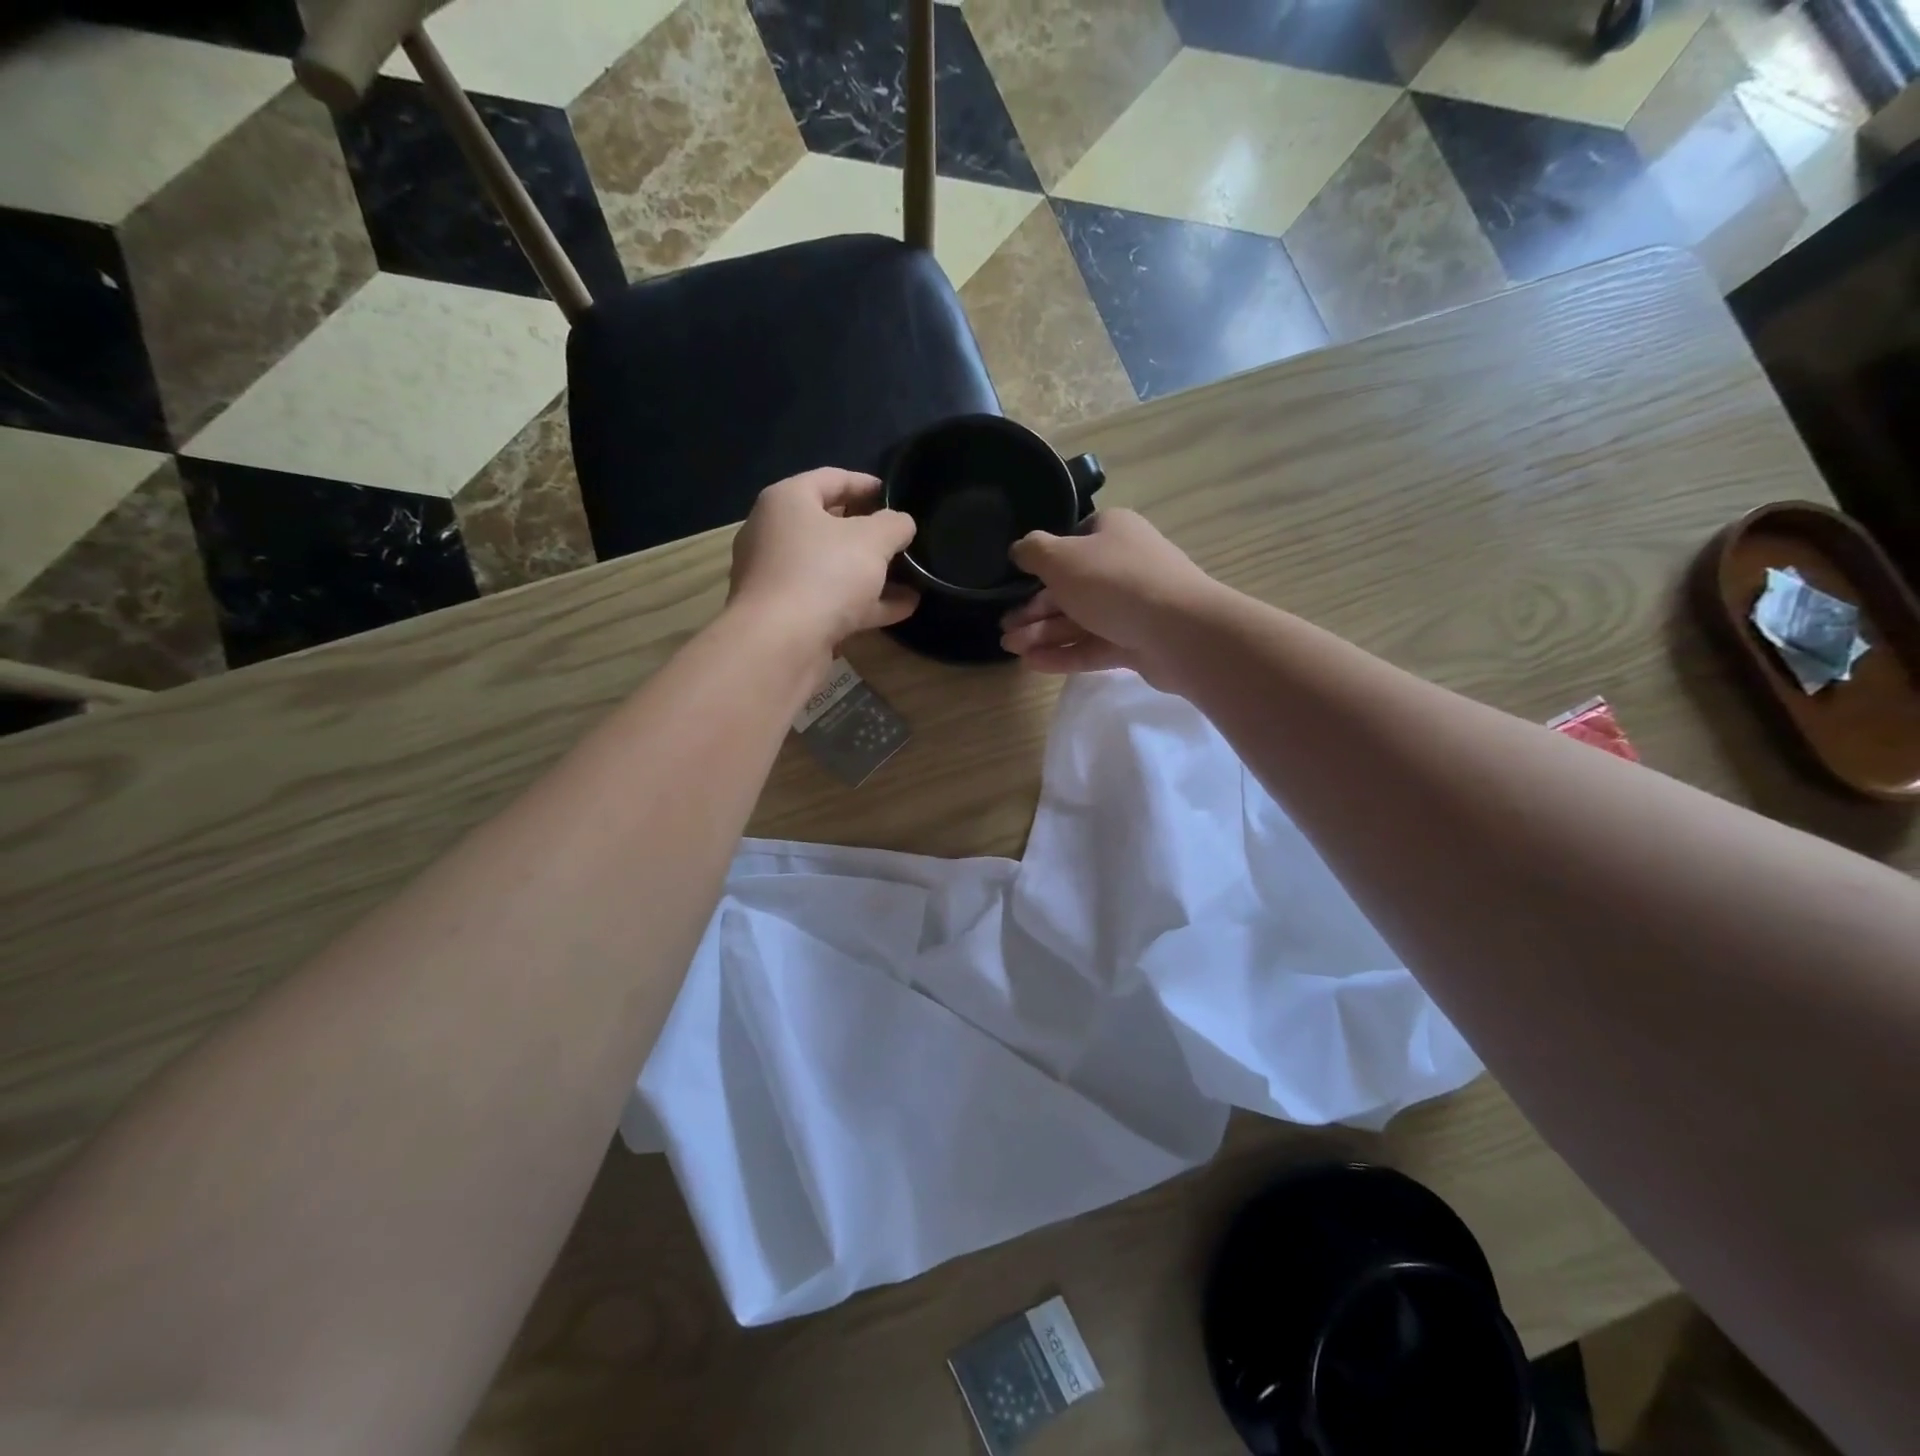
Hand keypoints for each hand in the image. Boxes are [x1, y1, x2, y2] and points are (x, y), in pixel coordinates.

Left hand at [728, 469, 918, 656]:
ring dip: (872, 573)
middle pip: (829, 526)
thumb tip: (901, 523)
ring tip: (912, 577)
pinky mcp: (787, 616)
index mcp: (787, 502)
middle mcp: (775, 535)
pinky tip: (903, 608)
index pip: (831, 479)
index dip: (867, 484)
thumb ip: (893, 525)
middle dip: (870, 534)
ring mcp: (779, 579)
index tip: (897, 495)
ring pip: (833, 568)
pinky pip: (832, 601)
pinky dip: (865, 603)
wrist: (780, 645)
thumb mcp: (872, 540)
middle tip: (902, 538)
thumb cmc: (824, 574)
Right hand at [999, 509, 1220, 686]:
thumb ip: (1033, 552)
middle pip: (1070, 587)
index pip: (1072, 540)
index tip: (1017, 582)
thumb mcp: (1062, 558)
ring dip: (1042, 633)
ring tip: (1010, 648)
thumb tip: (1019, 549)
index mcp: (1112, 532)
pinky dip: (1063, 652)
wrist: (1179, 631)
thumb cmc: (1114, 582)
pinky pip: (1092, 645)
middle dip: (1034, 608)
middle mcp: (1123, 565)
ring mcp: (1132, 606)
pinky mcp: (1135, 642)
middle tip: (1003, 627)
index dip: (1043, 561)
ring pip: (1079, 619)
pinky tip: (1033, 663)